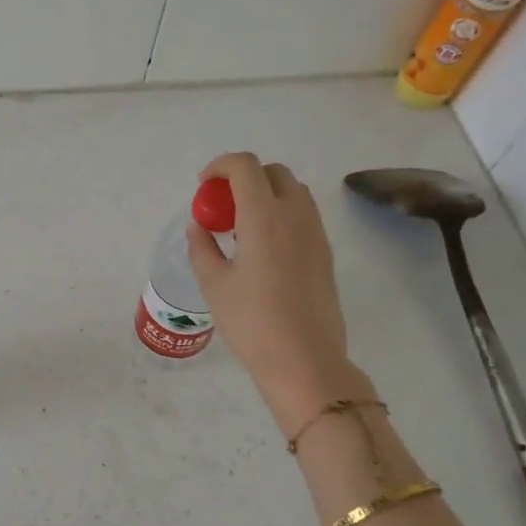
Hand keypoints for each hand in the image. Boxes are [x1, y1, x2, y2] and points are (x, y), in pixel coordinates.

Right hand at [185, 154, 371, 435]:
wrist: (303, 359)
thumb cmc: (251, 322)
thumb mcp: (213, 284)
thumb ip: (202, 247)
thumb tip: (199, 227)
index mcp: (263, 217)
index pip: (245, 166)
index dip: (220, 166)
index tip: (203, 186)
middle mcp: (294, 215)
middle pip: (272, 172)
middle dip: (243, 177)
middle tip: (221, 206)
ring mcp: (315, 233)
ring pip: (292, 191)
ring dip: (265, 194)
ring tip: (241, 226)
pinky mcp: (325, 252)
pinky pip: (303, 214)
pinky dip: (280, 213)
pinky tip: (262, 247)